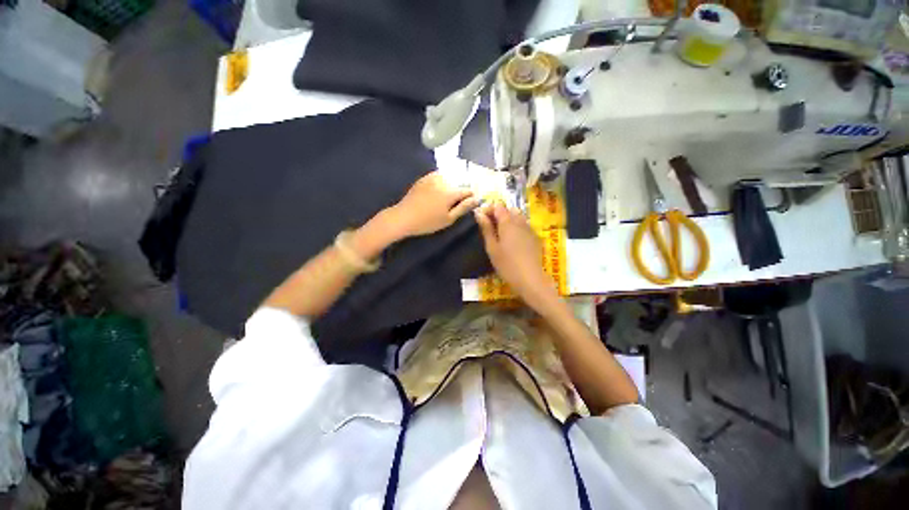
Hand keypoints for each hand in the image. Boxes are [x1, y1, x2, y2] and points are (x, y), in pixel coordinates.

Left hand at [385, 172, 478, 237]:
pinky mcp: (424, 178)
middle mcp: (443, 181)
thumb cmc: (428, 222)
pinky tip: (437, 192)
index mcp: (451, 192)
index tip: (468, 204)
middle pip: (459, 183)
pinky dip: (442, 182)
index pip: (468, 190)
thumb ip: (463, 207)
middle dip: (461, 191)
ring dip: (452, 186)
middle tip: (455, 204)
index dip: (471, 197)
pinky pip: (439, 177)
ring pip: (450, 179)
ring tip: (446, 199)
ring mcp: (432, 177)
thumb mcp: (448, 219)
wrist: (404, 217)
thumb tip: (477, 199)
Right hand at [474, 202, 556, 305]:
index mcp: (508, 222)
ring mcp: (530, 229)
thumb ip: (486, 229)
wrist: (530, 279)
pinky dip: (517, 228)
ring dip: (509, 220)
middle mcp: (520, 221)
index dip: (488, 209)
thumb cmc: (507, 264)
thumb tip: (479, 213)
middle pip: (509, 210)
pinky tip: (513, 241)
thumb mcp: (492, 247)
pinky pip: (525, 226)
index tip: (481, 218)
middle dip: (499, 214)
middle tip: (490, 227)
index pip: (498, 206)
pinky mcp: (535, 238)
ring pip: (518, 217)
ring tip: (501, 234)